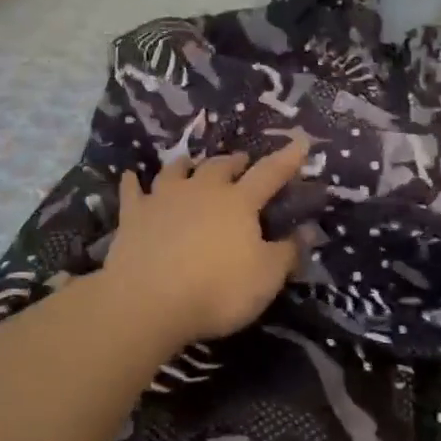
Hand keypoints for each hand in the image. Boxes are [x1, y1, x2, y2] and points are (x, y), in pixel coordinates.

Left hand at [100, 137, 310, 348]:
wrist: (148, 300)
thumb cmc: (216, 289)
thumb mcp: (265, 278)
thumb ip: (288, 252)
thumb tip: (308, 230)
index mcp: (238, 202)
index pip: (269, 174)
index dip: (287, 158)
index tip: (300, 141)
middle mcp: (202, 190)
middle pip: (220, 166)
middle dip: (234, 162)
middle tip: (242, 162)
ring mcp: (164, 198)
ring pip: (177, 170)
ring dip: (187, 164)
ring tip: (191, 163)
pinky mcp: (134, 214)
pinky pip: (133, 191)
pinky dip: (133, 183)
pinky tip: (131, 177)